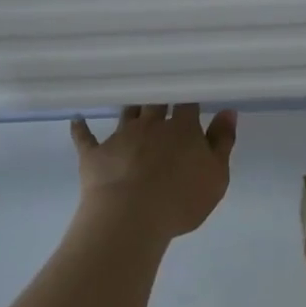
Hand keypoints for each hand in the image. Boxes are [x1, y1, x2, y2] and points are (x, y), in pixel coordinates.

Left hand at [69, 105, 237, 242]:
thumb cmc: (181, 199)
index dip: (188, 96)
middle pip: (155, 102)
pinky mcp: (94, 154)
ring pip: (126, 113)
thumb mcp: (216, 175)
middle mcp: (150, 125)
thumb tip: (228, 111)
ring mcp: (120, 137)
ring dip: (130, 107)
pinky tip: (77, 119)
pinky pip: (85, 137)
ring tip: (132, 101)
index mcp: (182, 129)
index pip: (187, 103)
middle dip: (159, 96)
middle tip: (161, 90)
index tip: (189, 90)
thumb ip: (222, 142)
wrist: (131, 216)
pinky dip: (81, 128)